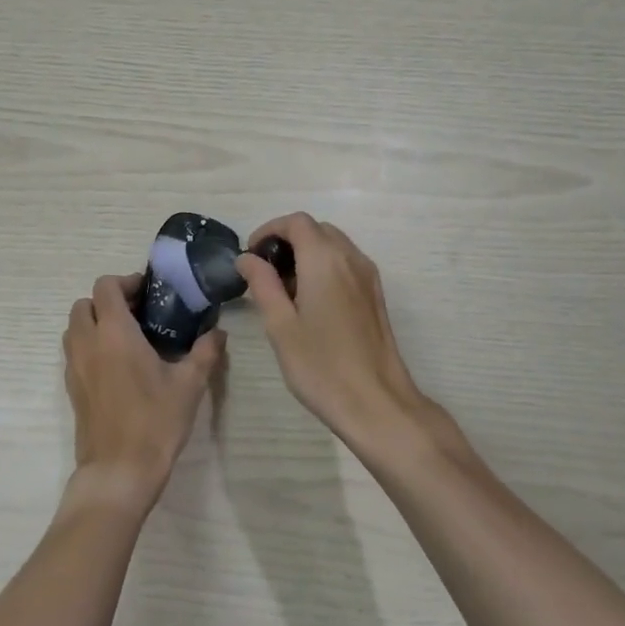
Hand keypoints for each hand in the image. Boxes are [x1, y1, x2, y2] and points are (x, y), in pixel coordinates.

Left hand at [62, 274, 224, 511]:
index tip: (149, 294)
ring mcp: (74, 366)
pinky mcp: (71, 388)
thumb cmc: (155, 422)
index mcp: (115, 333)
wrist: (119, 472)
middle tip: (138, 314)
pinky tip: (117, 366)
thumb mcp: (189, 385)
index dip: (126, 282)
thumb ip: (205, 352)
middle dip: (108, 301)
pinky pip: (74, 352)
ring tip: (127, 337)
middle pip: (84, 303)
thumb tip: (218, 332)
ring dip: (95, 322)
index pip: (106, 286)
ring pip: (75, 327)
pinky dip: (89, 345)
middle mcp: (88, 343)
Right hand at [235, 214, 439, 457]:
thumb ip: (262, 284)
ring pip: (333, 245)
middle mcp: (351, 258)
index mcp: (325, 259)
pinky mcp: (375, 295)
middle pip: (316, 229)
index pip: (296, 222)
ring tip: (284, 291)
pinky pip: (346, 264)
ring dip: (306, 254)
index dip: (269, 230)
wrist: (377, 403)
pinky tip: (310, 303)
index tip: (251, 256)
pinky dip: (324, 267)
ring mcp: (368, 276)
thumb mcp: (280, 325)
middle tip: (264, 274)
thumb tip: (247, 258)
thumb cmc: (321, 366)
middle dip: (287, 241)